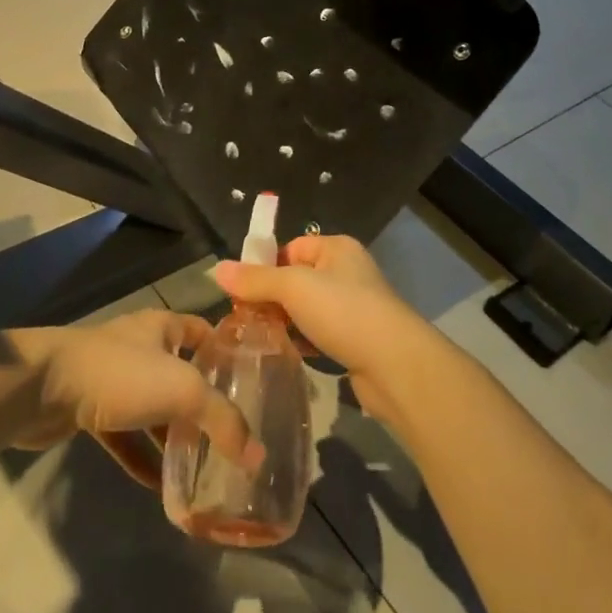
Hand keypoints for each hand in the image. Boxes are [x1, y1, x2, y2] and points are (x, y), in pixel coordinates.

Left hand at [10, 312, 259, 488]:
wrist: (43, 388)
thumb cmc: (120, 374)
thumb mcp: (182, 390)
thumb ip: (222, 420)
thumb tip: (257, 456)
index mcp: (163, 327)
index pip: (205, 332)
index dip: (228, 354)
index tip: (254, 385)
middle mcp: (141, 347)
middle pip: (181, 373)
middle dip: (204, 403)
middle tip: (233, 435)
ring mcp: (114, 379)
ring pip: (153, 408)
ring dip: (173, 436)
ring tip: (203, 467)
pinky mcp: (90, 409)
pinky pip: (125, 436)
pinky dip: (142, 457)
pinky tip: (160, 488)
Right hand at [215, 234, 442, 426]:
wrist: (395, 365)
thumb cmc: (343, 311)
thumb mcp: (293, 288)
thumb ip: (255, 280)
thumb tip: (216, 269)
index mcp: (337, 248)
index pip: (291, 248)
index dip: (266, 266)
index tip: (242, 291)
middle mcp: (347, 272)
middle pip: (297, 279)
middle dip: (271, 298)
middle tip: (244, 318)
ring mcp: (354, 307)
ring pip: (307, 309)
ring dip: (285, 322)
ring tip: (258, 338)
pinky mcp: (356, 339)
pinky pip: (320, 333)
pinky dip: (303, 341)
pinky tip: (285, 353)